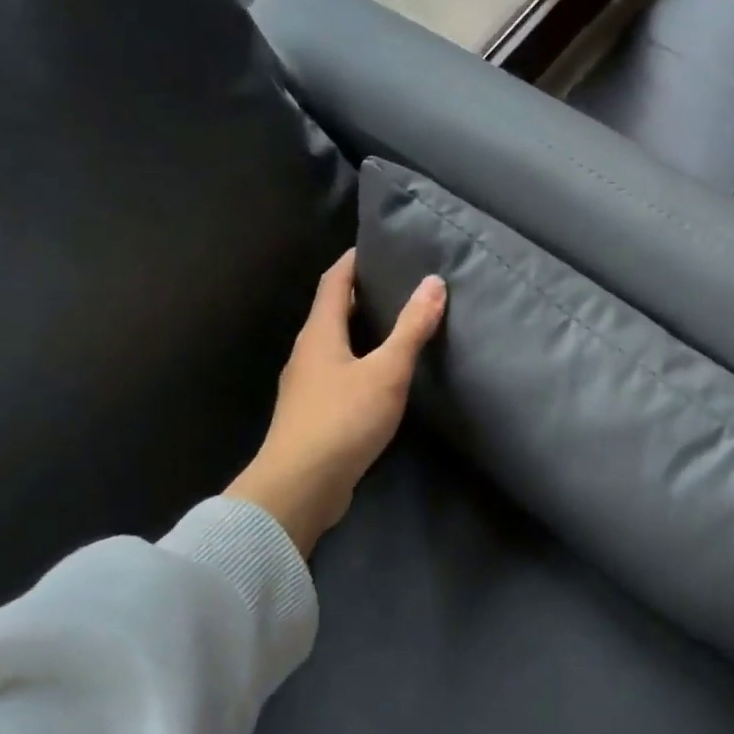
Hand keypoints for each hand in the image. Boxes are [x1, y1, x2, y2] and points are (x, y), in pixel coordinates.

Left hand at [225, 250, 445, 556]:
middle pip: (331, 313)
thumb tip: (433, 282)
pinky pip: (336, 376)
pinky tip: (379, 379)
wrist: (301, 486)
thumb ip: (411, 329)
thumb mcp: (386, 371)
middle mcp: (306, 354)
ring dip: (359, 333)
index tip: (375, 247)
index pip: (333, 282)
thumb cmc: (343, 419)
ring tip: (394, 329)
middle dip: (359, 297)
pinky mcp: (312, 416)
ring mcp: (305, 387)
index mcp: (319, 334)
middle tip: (396, 286)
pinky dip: (358, 364)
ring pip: (333, 347)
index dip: (352, 261)